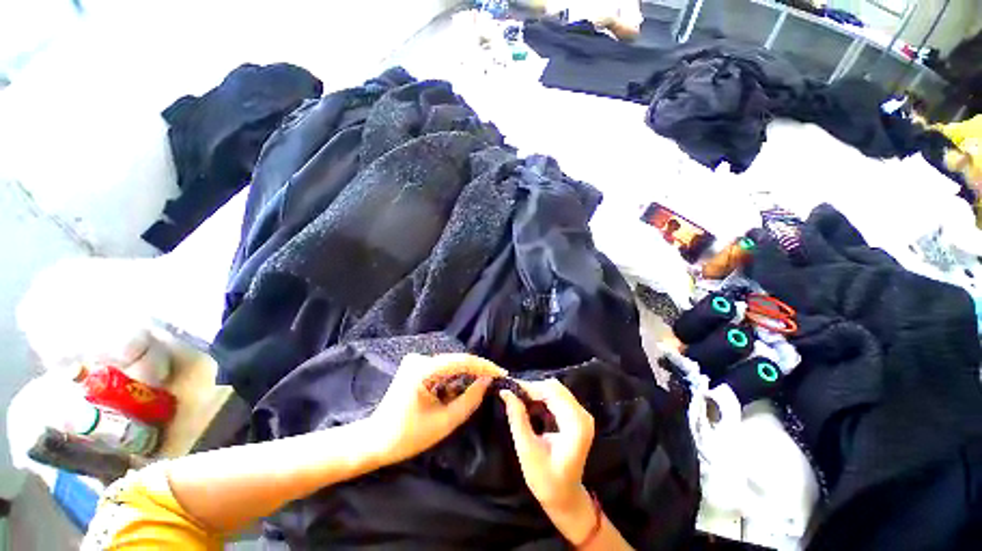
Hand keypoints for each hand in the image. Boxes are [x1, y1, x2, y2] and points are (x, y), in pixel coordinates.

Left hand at [366, 353, 505, 466]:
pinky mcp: (416, 367)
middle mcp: (419, 359)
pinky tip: (462, 389)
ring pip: (451, 365)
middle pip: (457, 361)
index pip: (461, 361)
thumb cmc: (406, 436)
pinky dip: (454, 379)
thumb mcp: (444, 422)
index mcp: (422, 370)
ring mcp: (416, 361)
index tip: (502, 373)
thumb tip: (487, 381)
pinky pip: (443, 369)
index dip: (484, 366)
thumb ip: (469, 400)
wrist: (374, 441)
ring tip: (484, 385)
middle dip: (477, 370)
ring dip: (466, 375)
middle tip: (497, 379)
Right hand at [500, 379, 596, 540]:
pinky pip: (557, 397)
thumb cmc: (546, 480)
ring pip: (555, 390)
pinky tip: (529, 406)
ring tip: (518, 400)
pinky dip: (541, 398)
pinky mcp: (576, 416)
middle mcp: (582, 415)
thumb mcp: (527, 450)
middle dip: (532, 388)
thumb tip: (506, 392)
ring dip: (536, 392)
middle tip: (512, 394)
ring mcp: (581, 415)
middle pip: (555, 388)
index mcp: (576, 424)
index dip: (530, 387)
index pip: (551, 392)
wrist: (565, 497)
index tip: (509, 387)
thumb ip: (517, 418)